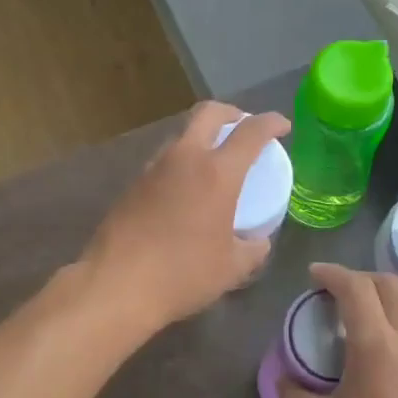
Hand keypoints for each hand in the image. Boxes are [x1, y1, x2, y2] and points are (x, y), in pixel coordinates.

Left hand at [78, 102, 290, 336]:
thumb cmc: (182, 274)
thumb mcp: (232, 268)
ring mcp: (153, 168)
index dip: (271, 123)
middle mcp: (184, 158)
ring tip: (214, 162)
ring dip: (202, 138)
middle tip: (244, 128)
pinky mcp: (132, 184)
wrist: (116, 284)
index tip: (282, 126)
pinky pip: (164, 161)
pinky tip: (186, 190)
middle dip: (232, 113)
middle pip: (208, 113)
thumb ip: (253, 249)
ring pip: (181, 135)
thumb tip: (259, 241)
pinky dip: (181, 163)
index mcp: (217, 173)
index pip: (251, 132)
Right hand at [280, 264, 397, 397]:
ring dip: (384, 309)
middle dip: (361, 281)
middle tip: (334, 295)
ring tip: (357, 333)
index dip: (332, 274)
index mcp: (379, 349)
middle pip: (392, 288)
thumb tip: (287, 379)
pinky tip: (386, 369)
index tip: (314, 276)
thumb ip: (297, 397)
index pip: (357, 288)